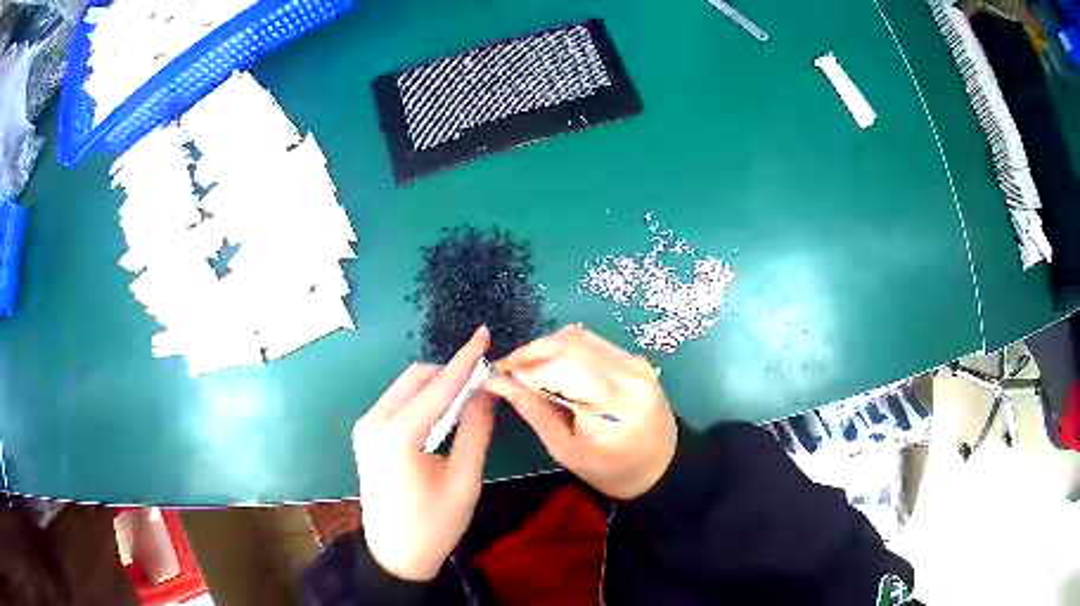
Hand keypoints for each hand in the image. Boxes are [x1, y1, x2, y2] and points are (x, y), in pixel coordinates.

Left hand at [352, 327, 494, 580]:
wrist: (395, 556)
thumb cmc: (434, 525)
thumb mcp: (464, 481)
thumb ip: (475, 431)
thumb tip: (486, 392)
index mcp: (397, 435)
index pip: (438, 386)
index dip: (465, 359)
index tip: (484, 334)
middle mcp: (374, 421)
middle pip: (416, 377)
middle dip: (449, 372)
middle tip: (482, 381)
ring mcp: (365, 427)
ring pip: (405, 387)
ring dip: (435, 385)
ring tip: (467, 398)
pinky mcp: (366, 434)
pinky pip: (397, 402)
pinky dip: (422, 399)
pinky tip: (441, 414)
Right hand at [486, 325, 676, 499]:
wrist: (662, 468)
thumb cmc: (612, 471)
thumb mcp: (567, 451)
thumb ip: (534, 412)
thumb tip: (499, 383)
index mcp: (615, 402)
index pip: (559, 368)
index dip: (522, 367)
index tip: (495, 375)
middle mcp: (629, 372)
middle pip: (569, 343)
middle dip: (531, 352)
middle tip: (507, 370)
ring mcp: (635, 361)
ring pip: (579, 337)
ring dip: (546, 348)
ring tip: (525, 369)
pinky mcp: (635, 359)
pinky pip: (593, 343)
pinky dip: (566, 350)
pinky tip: (552, 367)